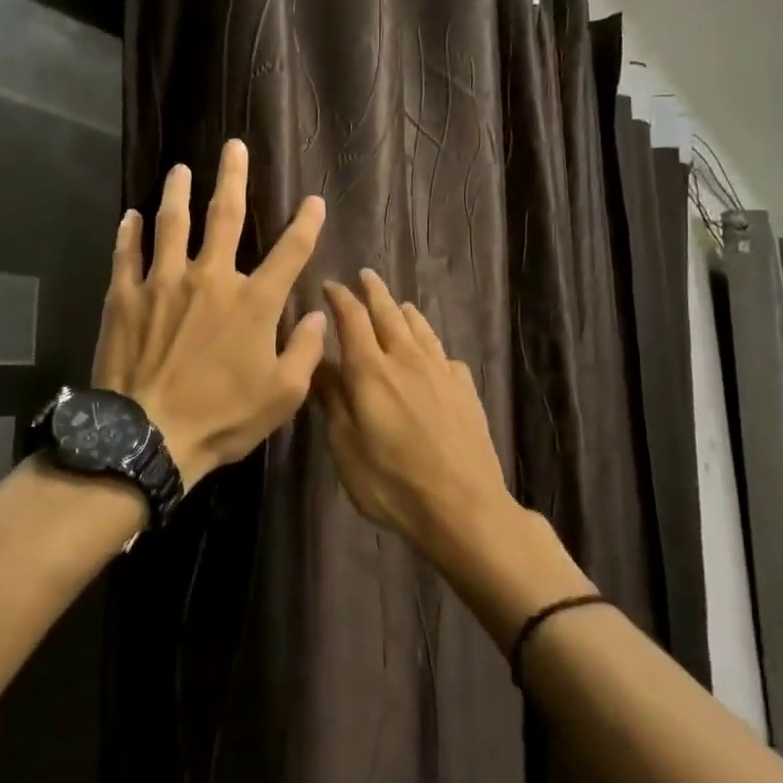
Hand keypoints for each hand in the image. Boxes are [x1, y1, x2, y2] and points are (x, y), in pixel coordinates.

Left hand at [91, 139, 327, 489]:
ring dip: (178, 193)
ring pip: (172, 224)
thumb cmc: (221, 418)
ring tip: (180, 169)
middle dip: (234, 177)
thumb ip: (306, 351)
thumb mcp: (282, 395)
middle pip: (226, 216)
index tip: (313, 201)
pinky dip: (128, 233)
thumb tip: (319, 315)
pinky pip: (127, 254)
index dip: (306, 223)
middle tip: (233, 146)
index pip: (290, 251)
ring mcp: (163, 282)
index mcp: (253, 302)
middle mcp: (210, 278)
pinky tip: (129, 216)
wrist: (148, 436)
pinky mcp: (125, 296)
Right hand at [315, 270, 520, 559]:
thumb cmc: (392, 482)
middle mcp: (407, 359)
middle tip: (365, 275)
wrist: (464, 506)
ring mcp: (441, 371)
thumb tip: (318, 361)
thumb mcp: (345, 446)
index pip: (352, 318)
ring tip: (397, 305)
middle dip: (374, 291)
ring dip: (404, 311)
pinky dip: (430, 345)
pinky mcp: (465, 388)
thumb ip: (332, 399)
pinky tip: (431, 355)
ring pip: (420, 328)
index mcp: (371, 370)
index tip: (329, 284)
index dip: (340, 298)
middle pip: (389, 313)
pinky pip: (444, 354)